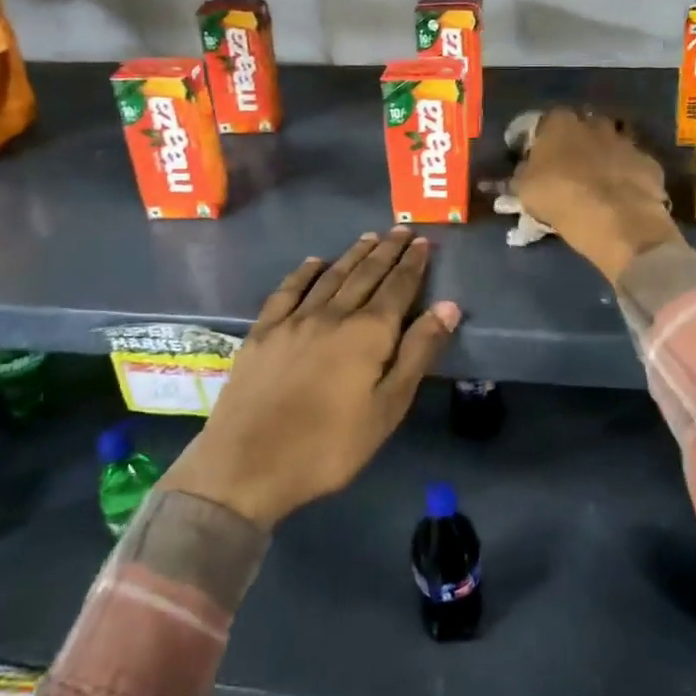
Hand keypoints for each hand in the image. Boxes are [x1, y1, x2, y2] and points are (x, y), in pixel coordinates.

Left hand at [157, 229, 461, 528]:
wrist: (247, 464)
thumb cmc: (329, 446)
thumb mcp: (387, 408)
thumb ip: (418, 353)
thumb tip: (448, 306)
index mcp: (368, 333)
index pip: (397, 288)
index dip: (412, 264)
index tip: (422, 242)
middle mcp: (333, 315)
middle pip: (365, 274)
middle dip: (386, 251)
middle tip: (401, 230)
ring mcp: (294, 321)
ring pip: (331, 277)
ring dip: (353, 255)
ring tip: (369, 237)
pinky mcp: (263, 332)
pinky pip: (288, 291)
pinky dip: (304, 273)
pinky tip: (313, 262)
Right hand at [510, 109, 681, 281]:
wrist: (618, 220)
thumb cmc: (561, 198)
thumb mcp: (525, 190)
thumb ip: (521, 175)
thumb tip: (521, 172)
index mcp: (560, 123)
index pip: (545, 122)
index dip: (540, 141)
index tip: (536, 159)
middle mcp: (594, 123)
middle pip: (582, 128)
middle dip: (575, 144)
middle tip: (567, 169)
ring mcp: (626, 141)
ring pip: (610, 144)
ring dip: (603, 157)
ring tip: (596, 182)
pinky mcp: (649, 162)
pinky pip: (632, 166)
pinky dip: (626, 176)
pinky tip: (621, 196)